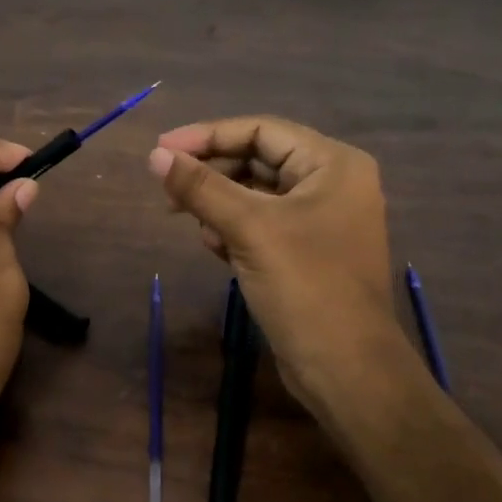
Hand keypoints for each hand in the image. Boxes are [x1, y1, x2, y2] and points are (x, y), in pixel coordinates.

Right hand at [148, 116, 423, 430]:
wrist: (346, 371)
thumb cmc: (305, 287)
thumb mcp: (248, 229)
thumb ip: (200, 187)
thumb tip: (155, 155)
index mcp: (332, 164)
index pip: (260, 130)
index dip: (207, 136)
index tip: (161, 150)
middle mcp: (332, 183)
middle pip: (258, 159)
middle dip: (212, 174)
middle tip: (168, 191)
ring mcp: (321, 219)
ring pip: (256, 193)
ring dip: (220, 204)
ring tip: (193, 223)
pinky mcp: (308, 250)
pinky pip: (262, 223)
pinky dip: (234, 228)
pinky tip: (215, 246)